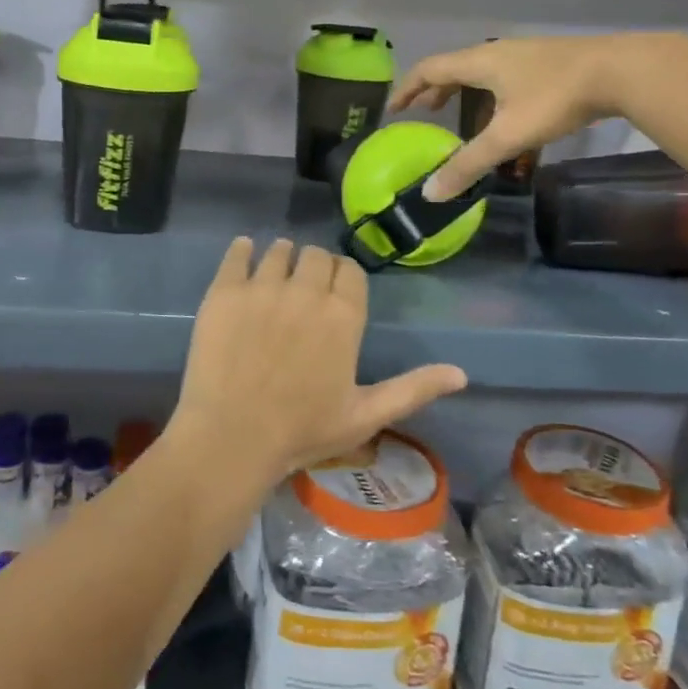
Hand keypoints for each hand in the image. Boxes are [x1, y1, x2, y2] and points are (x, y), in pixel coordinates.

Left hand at [169, 238, 465, 483]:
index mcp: (343, 316)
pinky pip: (237, 253)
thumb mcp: (365, 415)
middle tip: (302, 292)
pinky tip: (244, 256)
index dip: (342, 278)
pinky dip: (243, 251)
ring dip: (282, 259)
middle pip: (315, 256)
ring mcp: (262, 287)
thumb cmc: (302, 431)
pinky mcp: (225, 291)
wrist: (232, 438)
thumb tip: (462, 373)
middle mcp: (306, 290)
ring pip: (279, 250)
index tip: (333, 293)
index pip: (349, 271)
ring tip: (274, 279)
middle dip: (314, 267)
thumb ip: (414, 389)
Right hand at [393, 34, 682, 199]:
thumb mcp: (508, 136)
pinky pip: (503, 74)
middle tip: (423, 113)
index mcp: (479, 62)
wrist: (621, 71)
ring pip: (480, 70)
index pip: (429, 70)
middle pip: (453, 67)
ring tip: (458, 112)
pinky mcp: (547, 61)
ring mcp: (524, 54)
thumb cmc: (556, 98)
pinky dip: (488, 91)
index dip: (407, 89)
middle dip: (434, 90)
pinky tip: (504, 111)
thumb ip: (469, 164)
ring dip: (462, 90)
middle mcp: (497, 52)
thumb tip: (431, 193)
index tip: (394, 110)